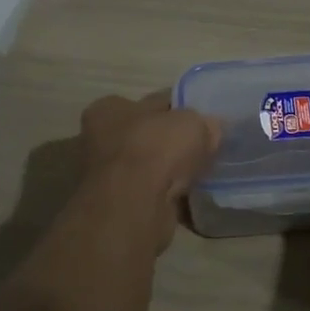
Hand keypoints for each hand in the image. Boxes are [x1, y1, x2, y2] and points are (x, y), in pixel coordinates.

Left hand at [79, 92, 220, 208]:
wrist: (134, 207)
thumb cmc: (155, 150)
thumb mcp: (191, 123)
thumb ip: (202, 122)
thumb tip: (211, 128)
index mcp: (108, 110)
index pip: (149, 103)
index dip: (177, 108)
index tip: (200, 120)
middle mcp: (98, 140)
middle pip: (147, 136)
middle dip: (172, 143)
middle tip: (204, 148)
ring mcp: (105, 177)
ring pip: (148, 168)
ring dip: (170, 172)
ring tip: (200, 176)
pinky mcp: (117, 206)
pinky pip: (151, 195)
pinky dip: (168, 197)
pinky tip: (189, 199)